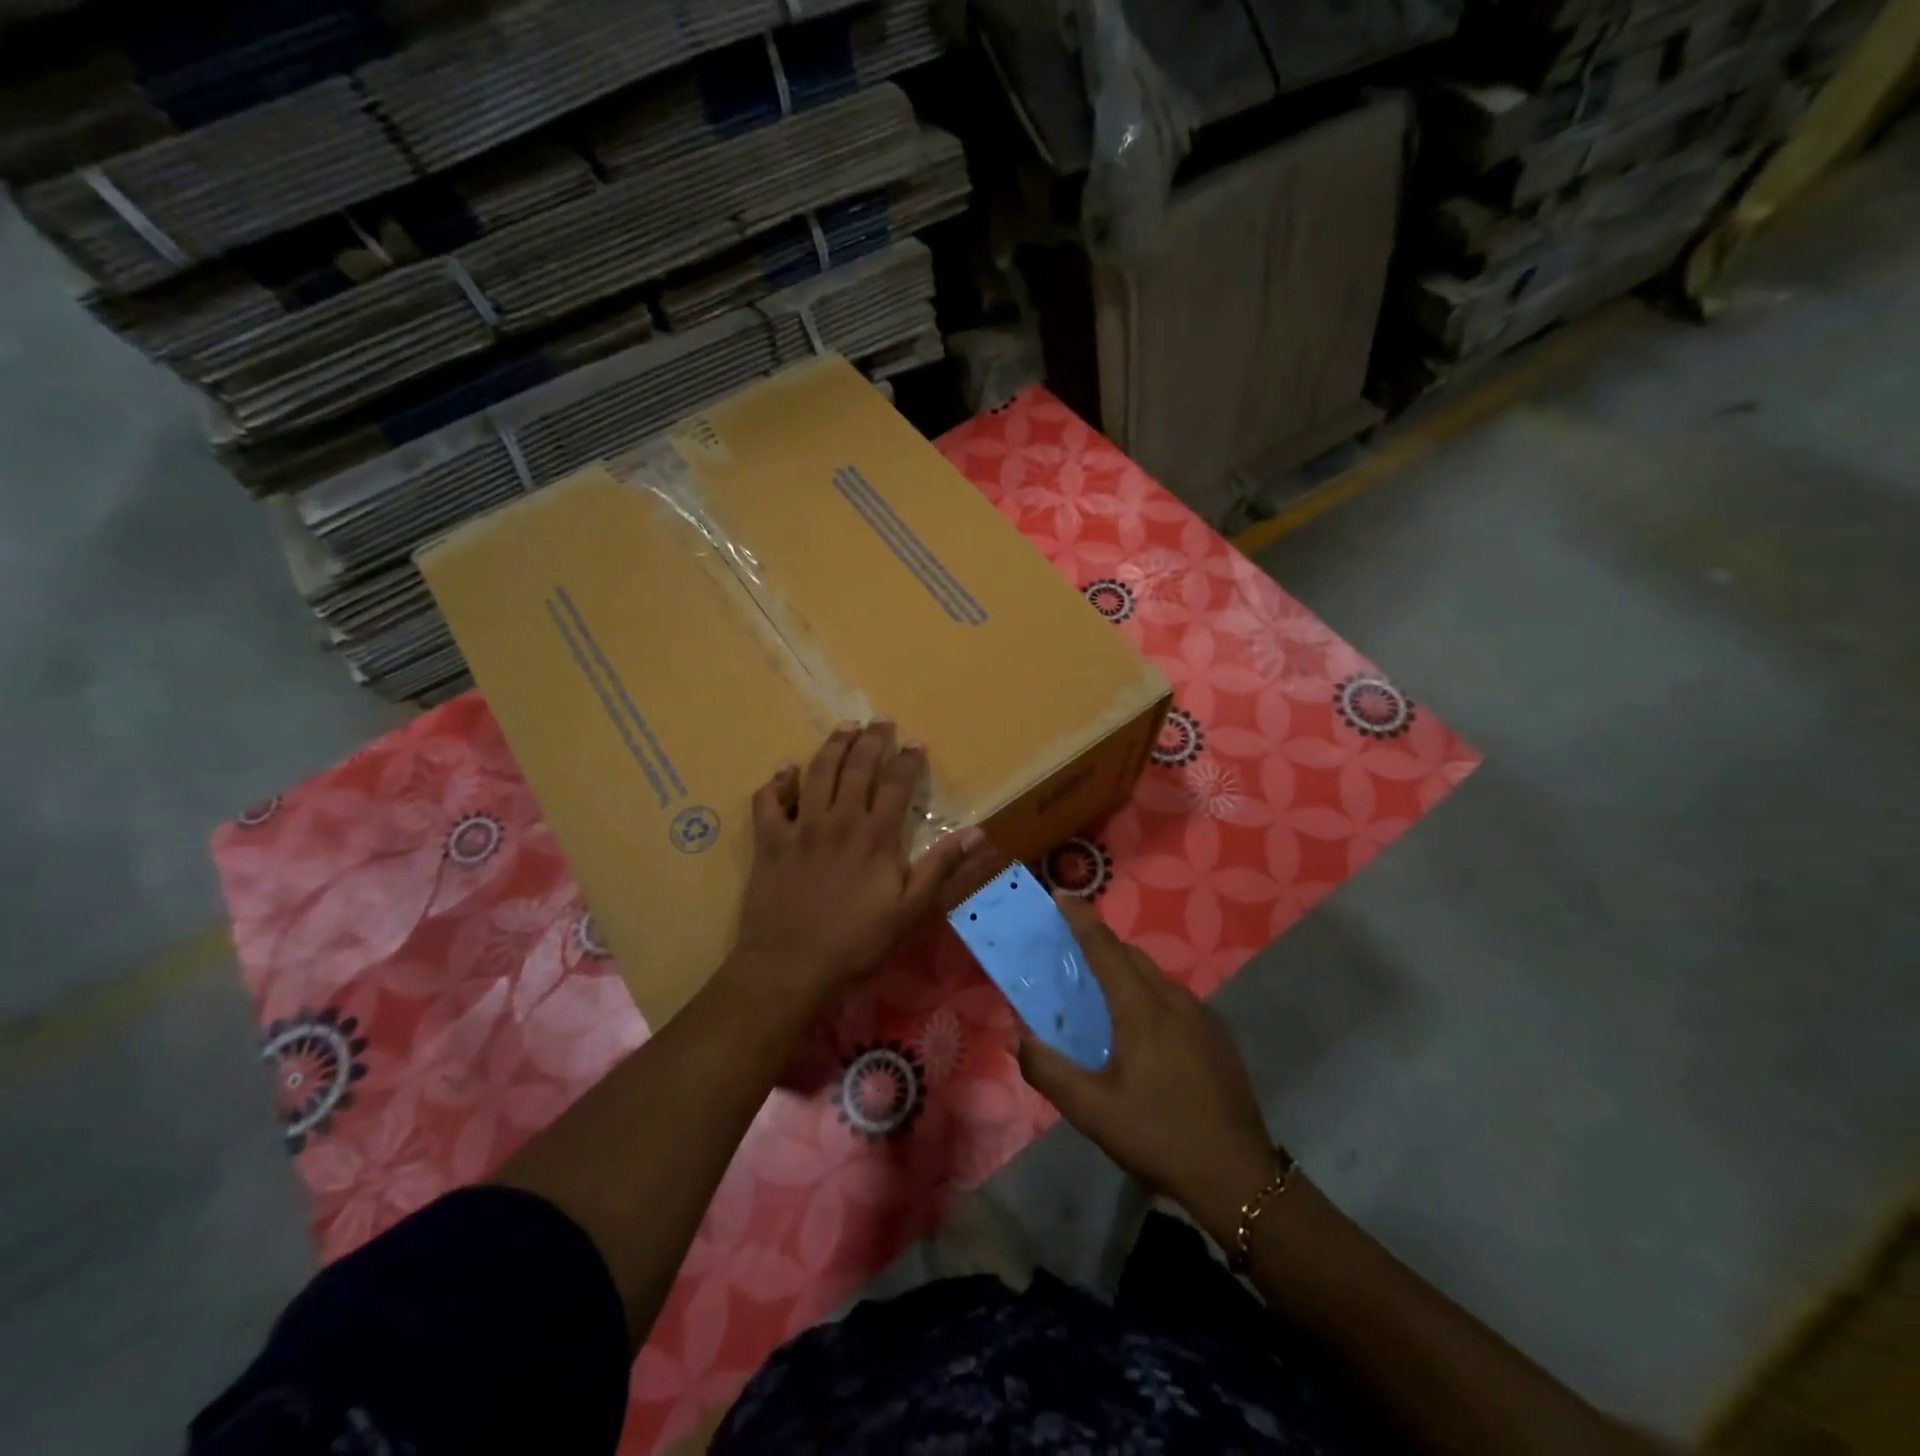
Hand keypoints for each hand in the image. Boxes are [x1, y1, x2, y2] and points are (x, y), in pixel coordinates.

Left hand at [727, 721, 985, 1011]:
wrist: (790, 966)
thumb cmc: (856, 943)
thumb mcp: (910, 911)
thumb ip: (940, 868)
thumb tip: (977, 832)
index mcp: (875, 836)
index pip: (895, 784)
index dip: (907, 760)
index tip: (915, 742)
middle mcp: (839, 821)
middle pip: (857, 768)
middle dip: (871, 740)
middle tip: (880, 720)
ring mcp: (801, 828)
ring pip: (817, 773)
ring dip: (832, 746)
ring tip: (844, 727)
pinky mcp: (770, 842)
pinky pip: (768, 802)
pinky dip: (776, 783)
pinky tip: (784, 771)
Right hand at [1014, 895, 1276, 1242]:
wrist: (1238, 1176)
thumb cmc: (1158, 1136)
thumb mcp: (1092, 1111)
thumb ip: (1049, 1071)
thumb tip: (1014, 1039)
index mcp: (1142, 1010)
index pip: (1105, 949)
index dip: (1081, 920)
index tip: (1062, 896)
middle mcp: (1174, 1000)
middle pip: (1132, 957)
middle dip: (1101, 944)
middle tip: (1072, 950)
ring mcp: (1202, 1017)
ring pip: (1156, 976)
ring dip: (1126, 971)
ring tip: (1102, 992)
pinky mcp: (1217, 1036)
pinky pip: (1174, 997)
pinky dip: (1148, 993)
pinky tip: (1142, 1029)